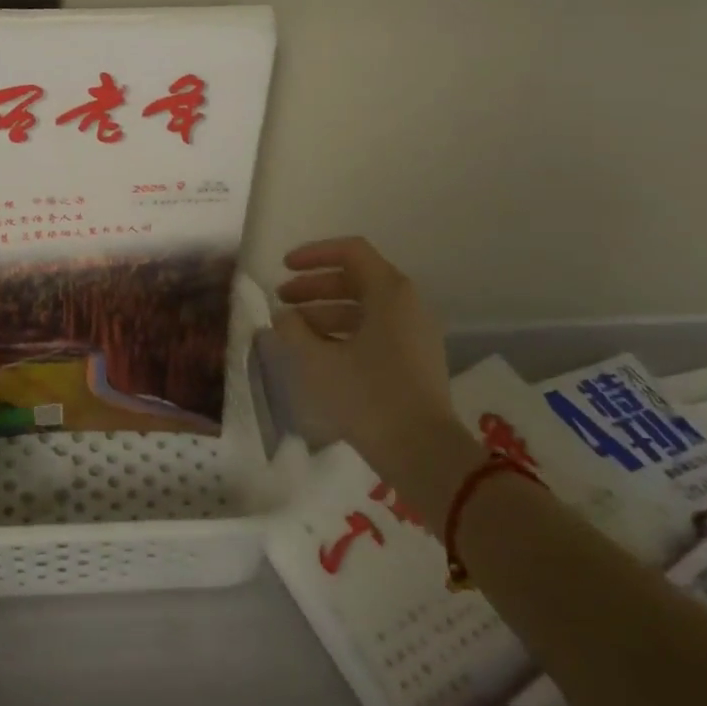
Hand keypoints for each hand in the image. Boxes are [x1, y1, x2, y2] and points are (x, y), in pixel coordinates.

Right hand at [274, 237, 477, 511]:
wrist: (424, 454)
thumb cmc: (368, 397)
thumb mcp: (317, 361)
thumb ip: (292, 330)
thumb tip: (283, 316)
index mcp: (389, 292)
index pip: (350, 252)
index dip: (313, 255)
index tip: (283, 267)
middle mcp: (407, 304)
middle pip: (355, 279)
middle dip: (314, 287)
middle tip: (282, 301)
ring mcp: (414, 333)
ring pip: (363, 308)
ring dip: (325, 313)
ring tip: (292, 332)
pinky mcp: (415, 360)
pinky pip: (374, 331)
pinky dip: (343, 333)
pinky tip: (318, 354)